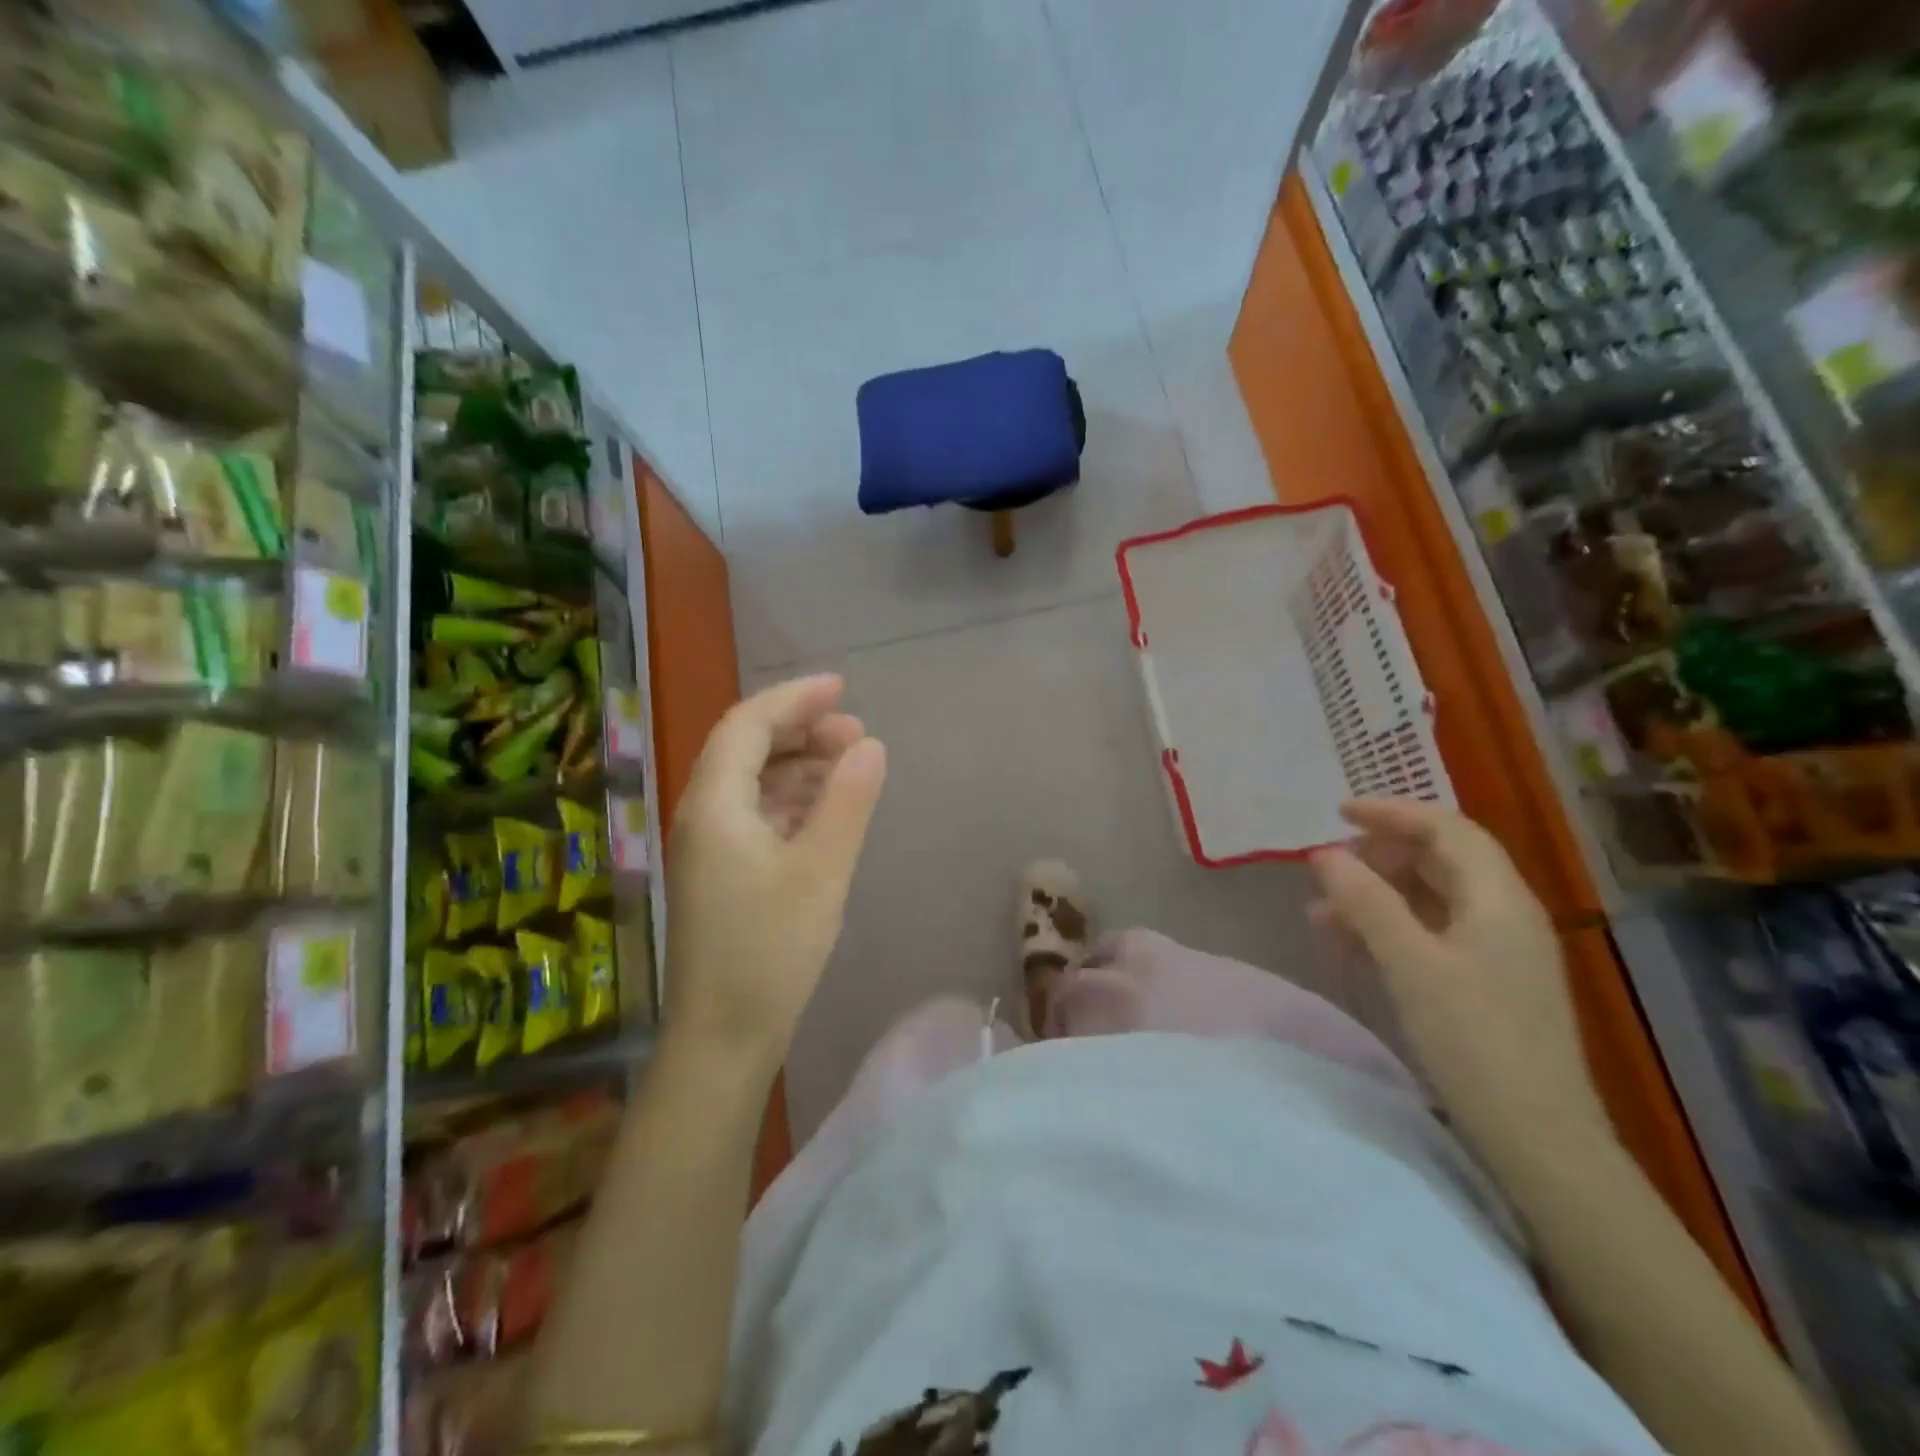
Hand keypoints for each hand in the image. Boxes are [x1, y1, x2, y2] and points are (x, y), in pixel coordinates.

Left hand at [664, 674, 886, 1068]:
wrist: (723, 1039)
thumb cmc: (770, 951)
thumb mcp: (821, 871)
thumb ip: (847, 801)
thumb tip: (870, 744)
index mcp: (714, 805)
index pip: (748, 724)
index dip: (795, 698)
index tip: (843, 686)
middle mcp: (702, 816)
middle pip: (747, 749)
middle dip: (800, 730)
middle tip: (856, 731)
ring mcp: (709, 847)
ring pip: (753, 783)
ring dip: (799, 765)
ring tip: (850, 765)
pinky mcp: (722, 874)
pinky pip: (756, 815)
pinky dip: (792, 800)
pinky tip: (826, 810)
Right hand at [1309, 798, 1612, 1176]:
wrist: (1539, 1139)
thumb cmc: (1475, 1043)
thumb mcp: (1411, 965)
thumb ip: (1367, 903)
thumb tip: (1325, 854)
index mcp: (1498, 899)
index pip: (1446, 829)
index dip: (1392, 813)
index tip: (1338, 813)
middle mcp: (1505, 914)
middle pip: (1442, 858)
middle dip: (1381, 853)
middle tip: (1328, 864)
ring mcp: (1500, 949)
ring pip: (1433, 896)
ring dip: (1378, 892)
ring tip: (1323, 909)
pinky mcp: (1489, 980)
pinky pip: (1434, 931)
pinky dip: (1391, 925)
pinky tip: (1354, 943)